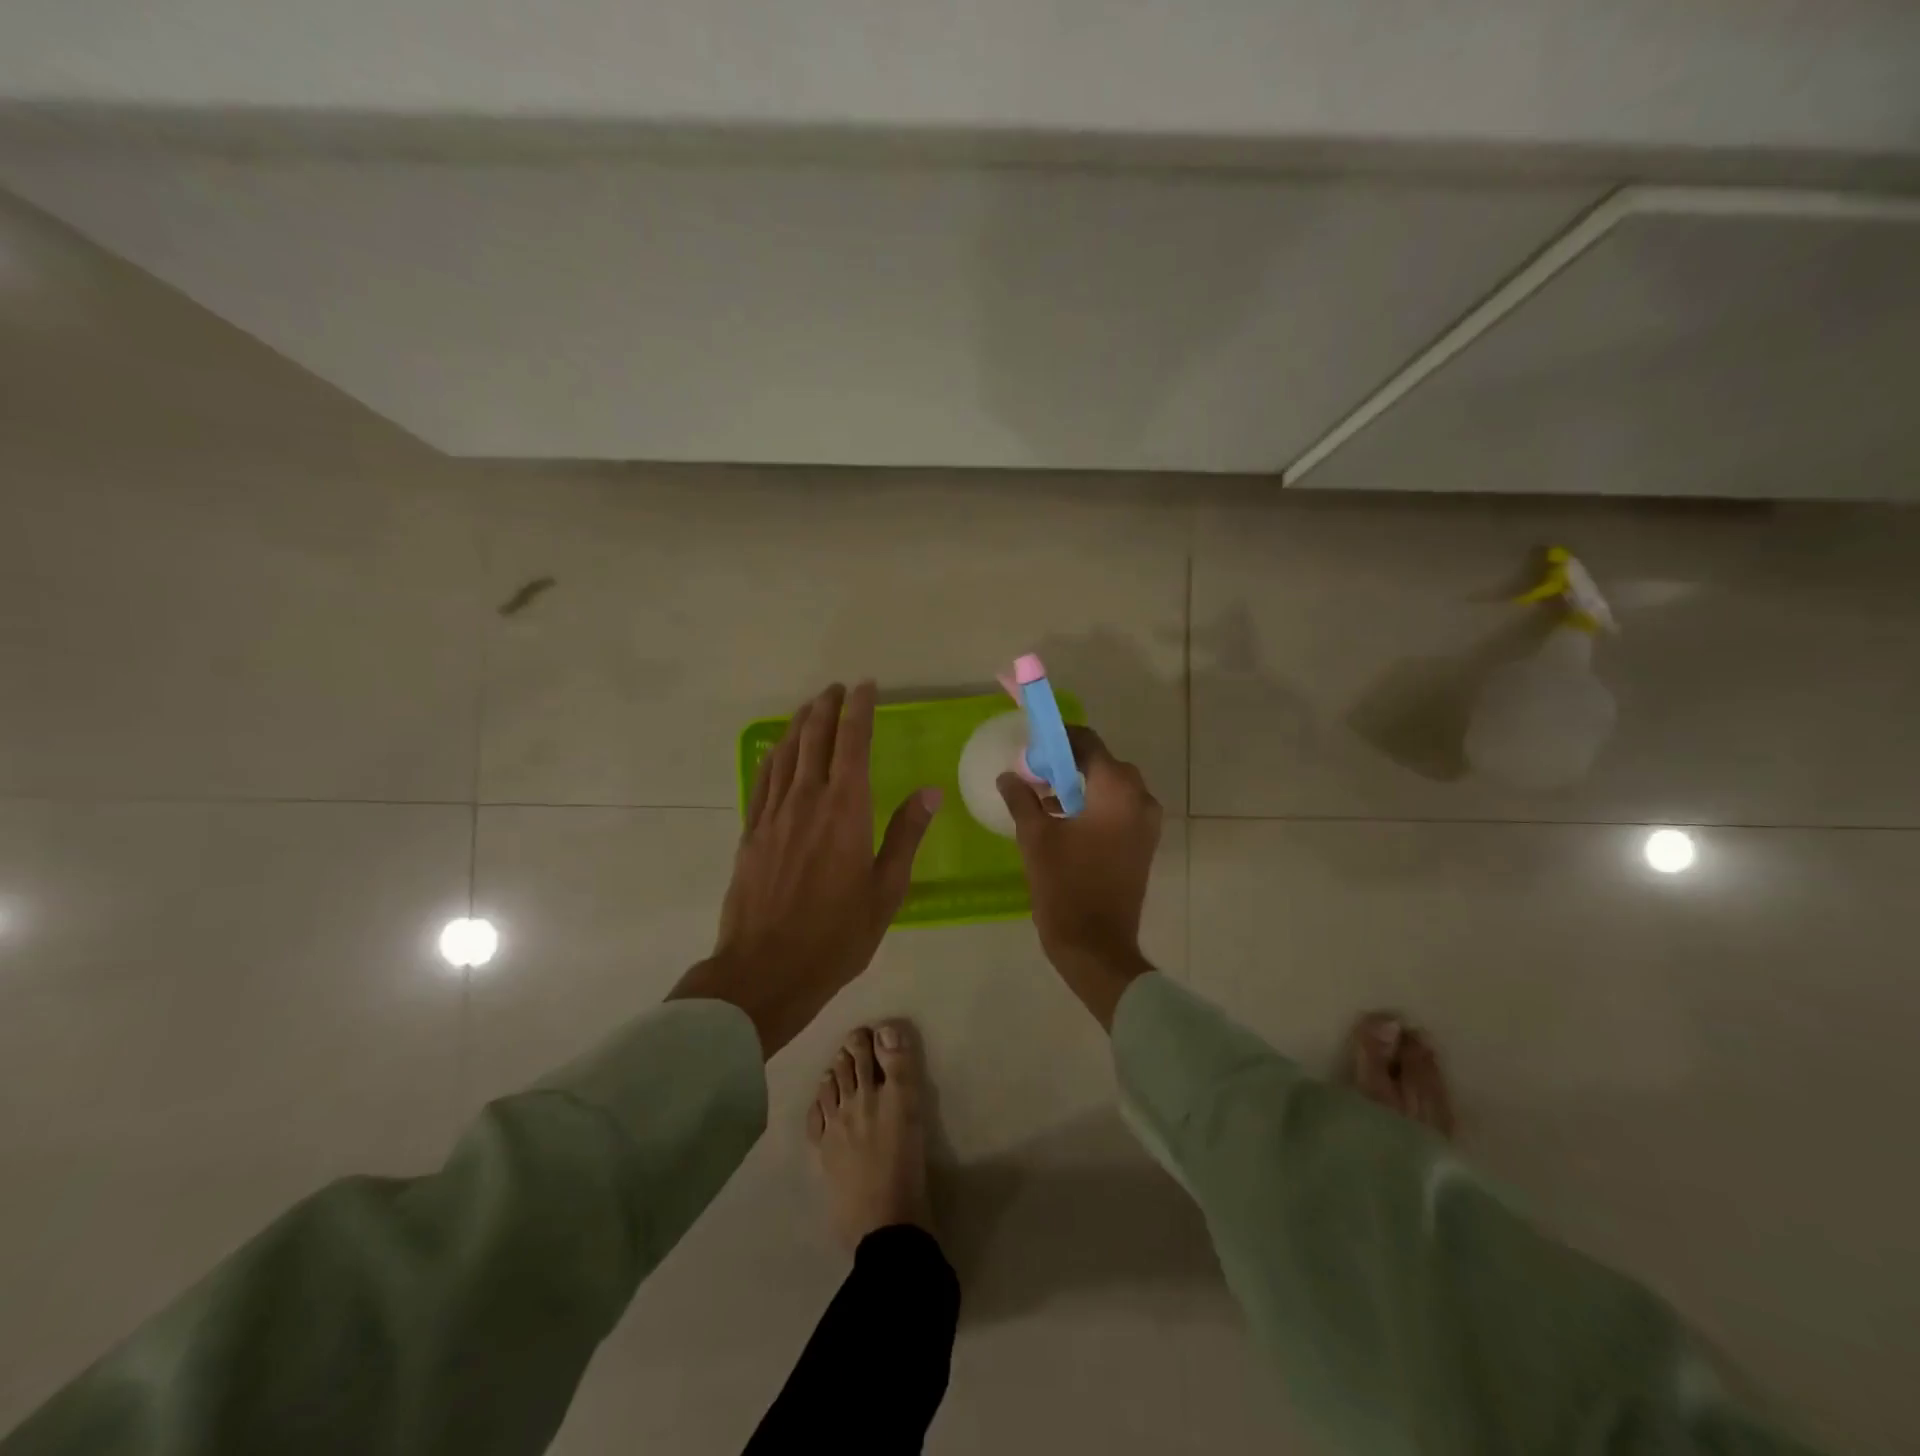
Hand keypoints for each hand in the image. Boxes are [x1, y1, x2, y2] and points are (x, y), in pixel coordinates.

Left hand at [671, 682, 939, 1056]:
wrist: (765, 970)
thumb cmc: (836, 935)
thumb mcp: (886, 891)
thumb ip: (905, 835)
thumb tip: (930, 791)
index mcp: (846, 810)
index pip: (852, 743)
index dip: (859, 710)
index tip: (865, 687)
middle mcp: (807, 801)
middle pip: (815, 739)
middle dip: (827, 707)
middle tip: (837, 688)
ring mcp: (774, 815)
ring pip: (786, 754)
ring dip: (799, 724)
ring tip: (810, 706)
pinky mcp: (751, 833)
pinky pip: (763, 781)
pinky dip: (773, 757)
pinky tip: (776, 750)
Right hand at [997, 726, 1161, 1027]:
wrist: (1096, 945)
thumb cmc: (1065, 886)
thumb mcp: (1035, 837)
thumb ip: (1022, 798)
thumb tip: (1009, 776)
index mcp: (1117, 789)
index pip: (1088, 742)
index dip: (1058, 739)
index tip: (1032, 747)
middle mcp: (1140, 798)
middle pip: (1102, 763)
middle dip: (1068, 764)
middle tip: (1034, 774)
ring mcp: (1146, 823)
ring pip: (1111, 787)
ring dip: (1080, 786)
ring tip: (1043, 798)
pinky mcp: (1144, 844)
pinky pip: (1119, 810)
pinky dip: (1095, 806)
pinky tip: (1064, 821)